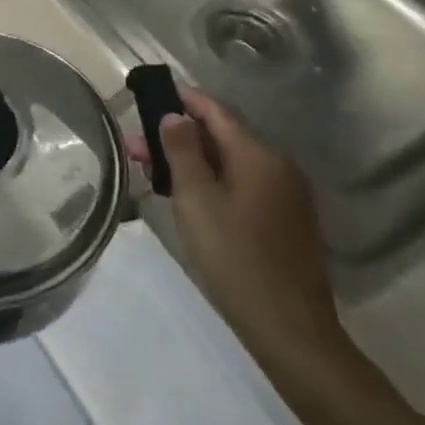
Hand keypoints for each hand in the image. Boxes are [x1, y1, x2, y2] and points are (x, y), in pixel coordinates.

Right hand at [126, 89, 348, 382]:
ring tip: (150, 171)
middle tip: (135, 146)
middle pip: (221, 136)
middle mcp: (278, 167)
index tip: (148, 94)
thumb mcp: (196, 199)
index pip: (216, 111)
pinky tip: (185, 196)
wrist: (289, 329)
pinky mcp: (283, 221)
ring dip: (190, 161)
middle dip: (177, 136)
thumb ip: (183, 150)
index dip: (181, 99)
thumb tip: (174, 116)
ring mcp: (285, 195)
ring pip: (229, 163)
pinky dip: (211, 181)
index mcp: (259, 155)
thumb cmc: (235, 257)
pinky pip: (241, 185)